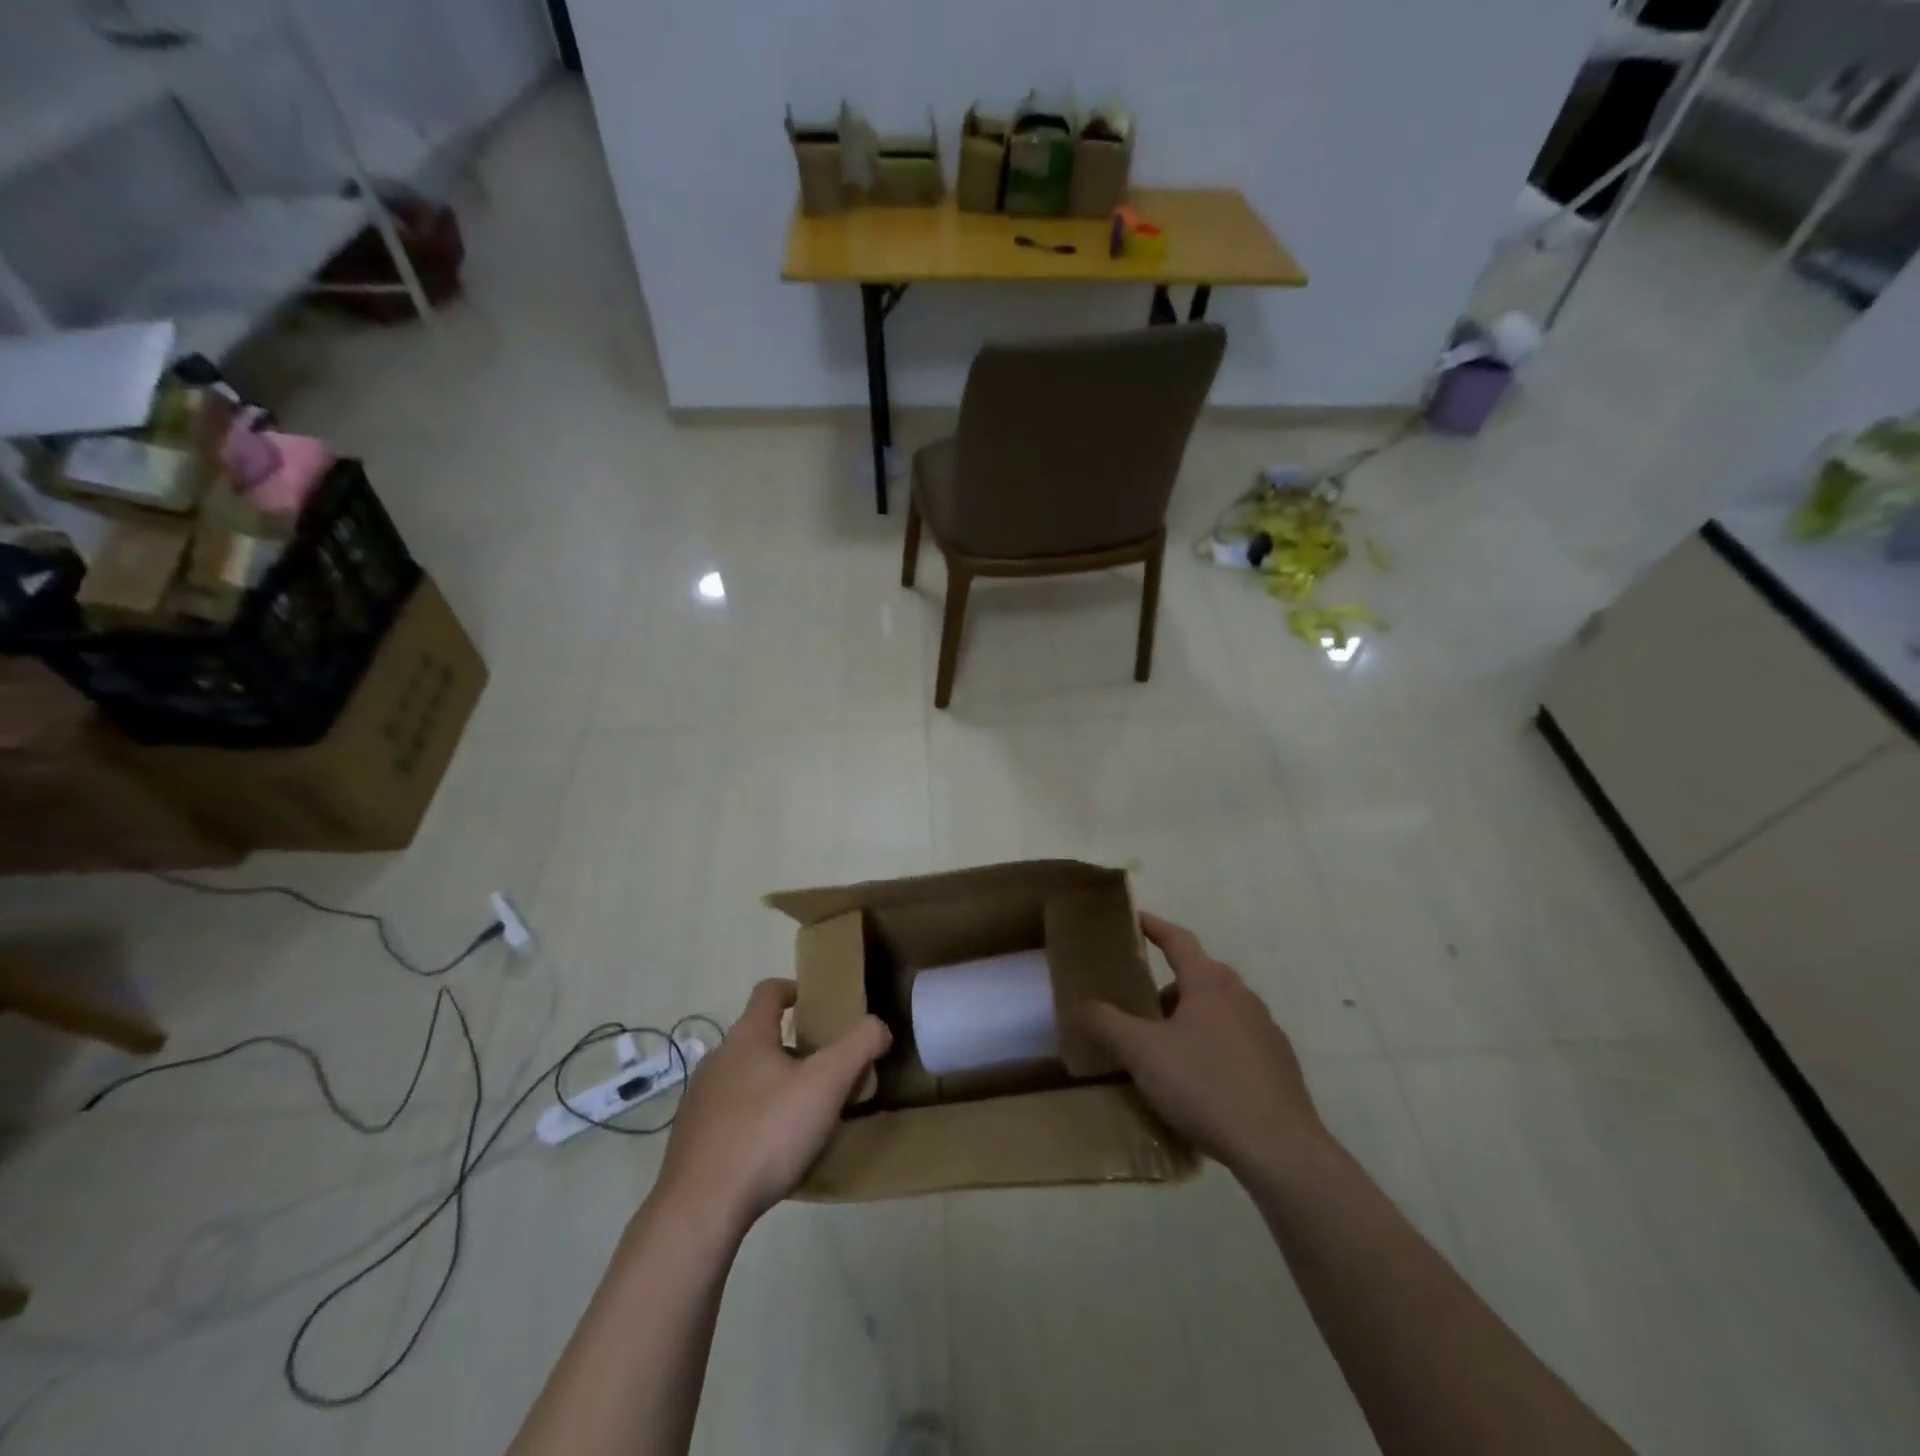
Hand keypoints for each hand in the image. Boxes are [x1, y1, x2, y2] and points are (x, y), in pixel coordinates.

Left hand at [654, 979, 889, 1232]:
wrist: (700, 1209)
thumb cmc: (768, 1132)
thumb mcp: (827, 1084)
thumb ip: (859, 1046)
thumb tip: (878, 1026)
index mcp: (748, 1036)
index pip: (768, 991)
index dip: (794, 989)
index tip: (817, 1004)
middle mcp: (718, 1058)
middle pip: (759, 1036)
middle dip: (793, 1047)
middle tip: (826, 1070)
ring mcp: (699, 1100)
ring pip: (745, 1077)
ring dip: (774, 1084)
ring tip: (804, 1113)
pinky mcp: (692, 1139)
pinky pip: (731, 1114)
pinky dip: (754, 1118)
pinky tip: (773, 1149)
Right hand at [1079, 913, 1322, 1180]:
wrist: (1280, 1149)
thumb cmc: (1206, 1087)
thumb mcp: (1142, 1054)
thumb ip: (1107, 1023)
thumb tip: (1083, 1005)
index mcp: (1209, 983)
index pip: (1178, 939)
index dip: (1154, 926)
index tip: (1135, 920)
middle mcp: (1241, 996)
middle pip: (1200, 974)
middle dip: (1169, 983)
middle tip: (1142, 1005)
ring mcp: (1266, 1029)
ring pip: (1220, 1008)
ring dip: (1192, 1016)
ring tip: (1168, 1048)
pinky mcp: (1280, 1063)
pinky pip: (1238, 1038)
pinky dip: (1215, 1043)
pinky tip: (1202, 1080)